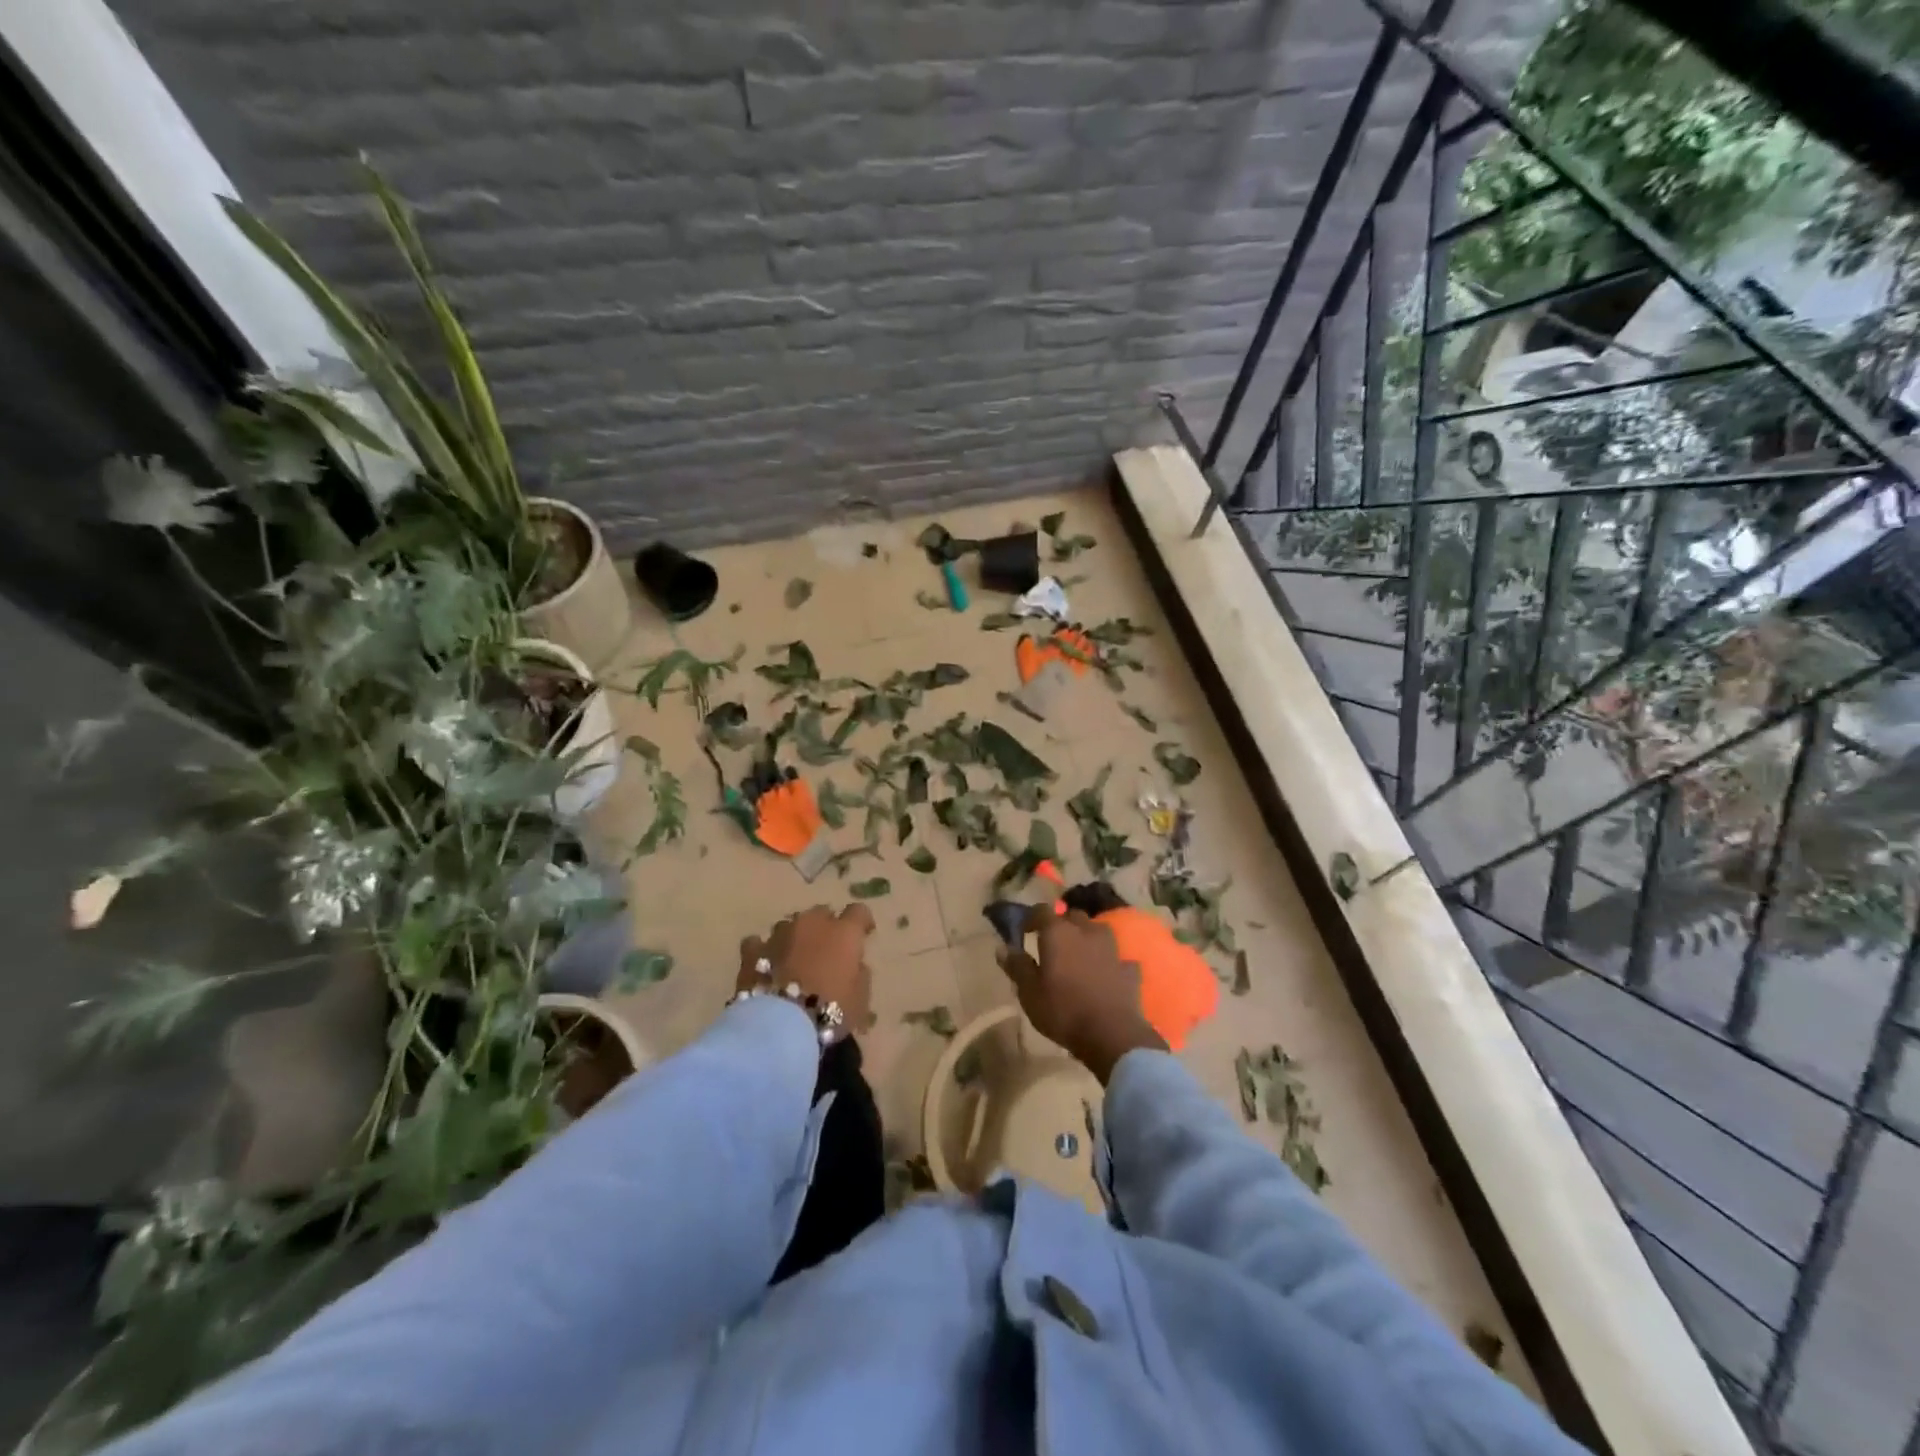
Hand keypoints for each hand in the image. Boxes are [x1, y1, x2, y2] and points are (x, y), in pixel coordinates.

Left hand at [739, 904, 874, 1036]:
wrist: (779, 1026)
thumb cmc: (830, 1010)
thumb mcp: (861, 999)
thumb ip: (859, 974)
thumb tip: (853, 965)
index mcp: (843, 932)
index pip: (858, 912)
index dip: (862, 922)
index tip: (864, 934)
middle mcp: (812, 924)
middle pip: (821, 913)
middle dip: (826, 927)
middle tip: (827, 950)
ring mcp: (779, 934)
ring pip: (790, 925)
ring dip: (796, 937)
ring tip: (795, 959)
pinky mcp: (752, 951)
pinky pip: (759, 943)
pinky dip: (764, 950)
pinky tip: (765, 963)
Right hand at [997, 907, 1165, 1082]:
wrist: (1111, 1034)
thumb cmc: (1063, 1010)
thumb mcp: (1029, 993)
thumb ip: (1017, 966)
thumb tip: (1002, 948)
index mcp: (1058, 933)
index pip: (1042, 910)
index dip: (1031, 918)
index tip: (1024, 931)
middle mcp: (1086, 931)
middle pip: (1072, 917)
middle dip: (1061, 925)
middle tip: (1051, 944)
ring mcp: (1112, 948)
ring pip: (1097, 931)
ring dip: (1087, 938)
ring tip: (1078, 955)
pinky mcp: (1129, 968)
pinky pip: (1116, 957)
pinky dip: (1109, 961)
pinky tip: (1105, 973)